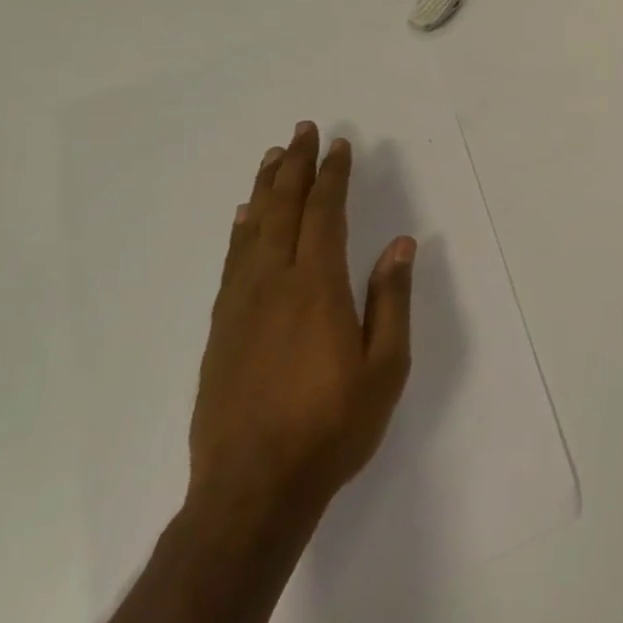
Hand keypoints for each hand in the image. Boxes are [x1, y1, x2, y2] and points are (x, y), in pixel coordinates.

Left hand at [188, 122, 416, 539]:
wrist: (251, 491)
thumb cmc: (332, 427)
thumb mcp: (384, 367)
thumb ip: (391, 300)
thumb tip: (401, 243)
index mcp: (317, 287)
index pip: (325, 214)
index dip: (334, 176)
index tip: (341, 145)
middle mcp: (274, 284)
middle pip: (283, 210)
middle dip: (296, 167)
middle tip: (303, 131)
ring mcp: (240, 306)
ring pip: (252, 230)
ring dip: (265, 189)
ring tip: (273, 158)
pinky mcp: (220, 331)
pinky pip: (231, 262)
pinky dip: (239, 231)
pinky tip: (242, 218)